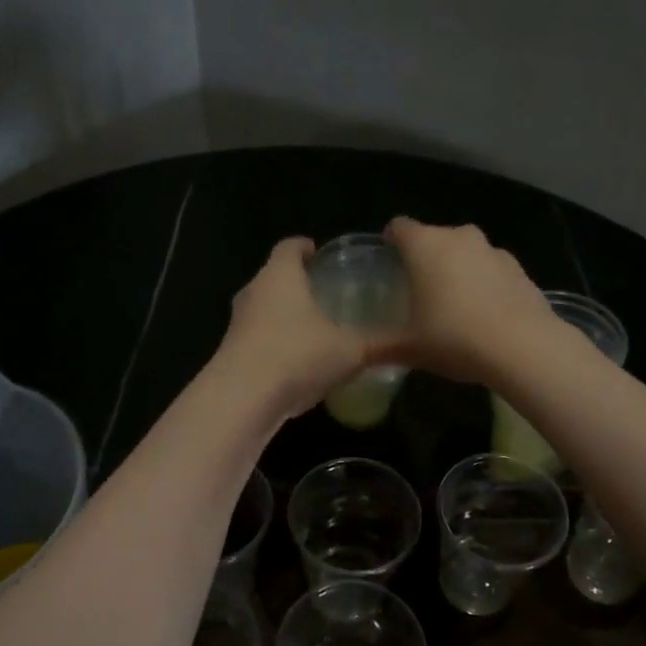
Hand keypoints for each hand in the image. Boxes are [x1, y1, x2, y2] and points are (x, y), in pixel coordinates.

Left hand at [213, 237, 369, 418]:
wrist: (243, 398)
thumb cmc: (298, 355)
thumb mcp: (350, 350)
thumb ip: (380, 343)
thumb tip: (414, 342)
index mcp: (280, 275)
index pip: (290, 246)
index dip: (305, 247)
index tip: (320, 254)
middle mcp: (254, 292)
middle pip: (275, 277)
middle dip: (298, 283)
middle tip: (326, 292)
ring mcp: (238, 323)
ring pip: (265, 310)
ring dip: (285, 316)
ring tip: (315, 328)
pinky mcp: (231, 353)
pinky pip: (258, 339)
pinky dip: (277, 344)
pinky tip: (298, 363)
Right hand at [377, 218, 561, 385]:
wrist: (524, 348)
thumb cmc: (455, 338)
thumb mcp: (410, 348)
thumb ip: (379, 348)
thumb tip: (354, 355)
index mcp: (426, 245)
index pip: (400, 227)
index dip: (391, 241)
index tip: (388, 261)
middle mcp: (459, 237)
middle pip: (434, 237)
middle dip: (425, 258)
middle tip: (418, 290)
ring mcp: (493, 251)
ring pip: (466, 252)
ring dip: (457, 269)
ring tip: (453, 304)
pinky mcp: (520, 269)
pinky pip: (491, 270)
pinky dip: (484, 283)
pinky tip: (484, 315)